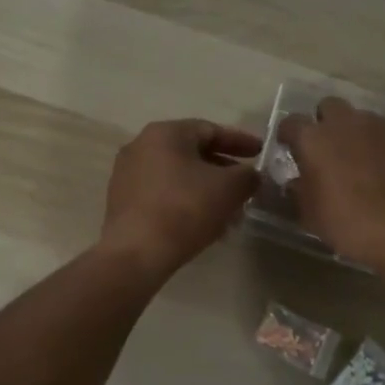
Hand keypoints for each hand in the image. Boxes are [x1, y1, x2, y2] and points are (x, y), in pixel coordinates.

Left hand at [97, 119, 261, 278]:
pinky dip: (186, 202)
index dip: (240, 141)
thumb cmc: (185, 209)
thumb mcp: (229, 188)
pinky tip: (205, 225)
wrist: (136, 253)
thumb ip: (247, 176)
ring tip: (230, 212)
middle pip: (192, 153)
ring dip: (207, 190)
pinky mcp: (123, 202)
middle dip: (224, 170)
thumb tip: (250, 176)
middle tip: (247, 186)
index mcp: (165, 133)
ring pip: (178, 176)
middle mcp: (141, 146)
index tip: (261, 153)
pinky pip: (163, 194)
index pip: (210, 130)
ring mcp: (127, 174)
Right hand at [278, 97, 384, 273]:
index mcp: (314, 140)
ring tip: (367, 163)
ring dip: (359, 135)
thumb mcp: (311, 215)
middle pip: (330, 107)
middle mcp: (346, 122)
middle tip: (331, 150)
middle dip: (327, 124)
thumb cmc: (351, 226)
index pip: (292, 122)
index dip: (290, 135)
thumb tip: (297, 181)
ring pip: (363, 119)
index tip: (291, 148)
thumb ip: (299, 191)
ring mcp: (382, 125)